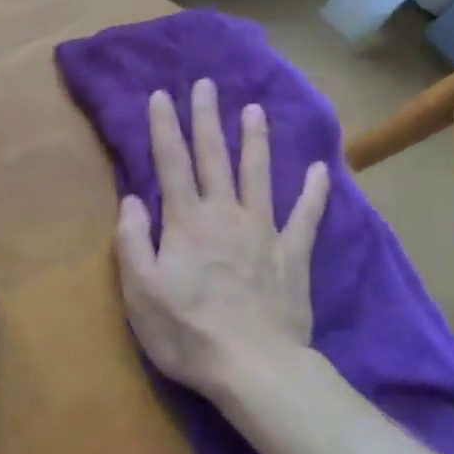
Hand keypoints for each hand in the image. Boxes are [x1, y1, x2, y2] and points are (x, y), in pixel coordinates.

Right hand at [113, 79, 330, 398]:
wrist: (255, 369)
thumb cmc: (187, 332)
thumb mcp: (140, 290)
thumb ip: (133, 240)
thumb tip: (132, 199)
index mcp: (186, 222)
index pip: (171, 163)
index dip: (164, 127)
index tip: (161, 95)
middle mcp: (225, 214)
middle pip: (214, 157)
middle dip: (206, 118)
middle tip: (205, 85)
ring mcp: (264, 232)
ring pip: (258, 174)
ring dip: (254, 140)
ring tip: (254, 109)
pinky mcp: (293, 255)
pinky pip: (306, 216)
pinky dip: (314, 192)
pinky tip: (321, 169)